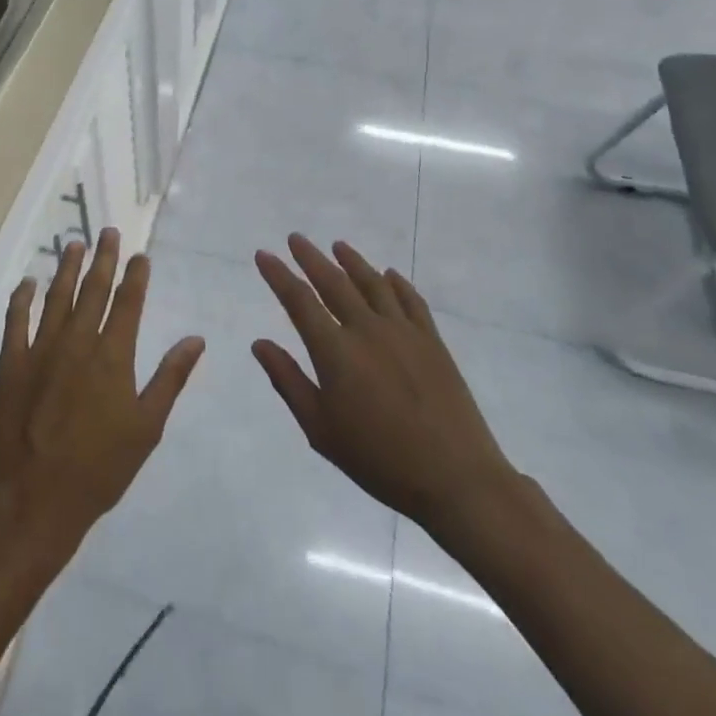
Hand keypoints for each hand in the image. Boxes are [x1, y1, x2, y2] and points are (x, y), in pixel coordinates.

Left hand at [0, 229, 205, 549]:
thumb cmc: (101, 467)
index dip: (135, 276)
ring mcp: (41, 350)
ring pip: (56, 298)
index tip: (139, 255)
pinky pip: (16, 321)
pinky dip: (21, 299)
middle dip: (103, 258)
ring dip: (66, 268)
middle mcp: (77, 342)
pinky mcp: (11, 364)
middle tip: (107, 232)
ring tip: (73, 243)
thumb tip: (196, 339)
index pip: (128, 303)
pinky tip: (28, 283)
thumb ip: (170, 378)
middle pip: (93, 290)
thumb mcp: (147, 426)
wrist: (37, 497)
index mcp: (113, 355)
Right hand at [253, 235, 519, 535]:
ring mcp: (403, 331)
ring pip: (372, 283)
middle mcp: (367, 329)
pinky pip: (410, 300)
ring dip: (352, 261)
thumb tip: (259, 343)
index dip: (278, 275)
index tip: (263, 254)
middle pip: (334, 282)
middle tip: (295, 238)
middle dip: (311, 258)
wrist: (455, 477)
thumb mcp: (321, 429)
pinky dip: (396, 283)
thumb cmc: (379, 459)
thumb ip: (288, 381)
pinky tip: (389, 275)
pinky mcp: (432, 341)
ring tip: (338, 245)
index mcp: (335, 351)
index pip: (299, 301)